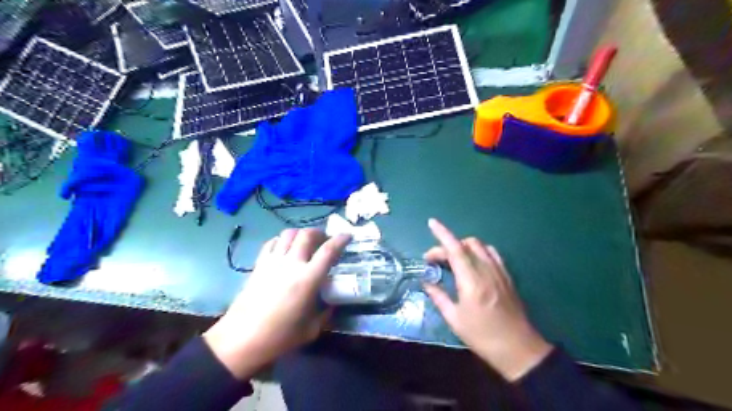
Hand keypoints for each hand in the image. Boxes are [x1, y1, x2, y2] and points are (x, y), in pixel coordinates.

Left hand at [203, 228, 350, 378]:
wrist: (242, 339)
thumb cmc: (280, 336)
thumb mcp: (311, 329)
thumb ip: (325, 313)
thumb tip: (332, 303)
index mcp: (308, 279)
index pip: (328, 250)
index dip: (340, 239)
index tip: (348, 235)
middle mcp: (291, 264)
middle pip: (307, 234)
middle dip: (320, 233)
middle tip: (325, 240)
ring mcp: (273, 261)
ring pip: (288, 234)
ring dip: (301, 234)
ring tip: (305, 243)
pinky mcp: (259, 264)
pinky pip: (272, 242)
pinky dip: (282, 240)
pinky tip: (285, 249)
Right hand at [421, 218, 550, 380]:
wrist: (518, 348)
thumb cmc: (482, 336)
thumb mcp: (454, 319)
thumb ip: (438, 296)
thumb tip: (426, 281)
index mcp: (471, 281)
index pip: (455, 249)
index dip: (442, 234)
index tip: (431, 223)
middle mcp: (486, 270)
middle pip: (466, 244)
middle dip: (447, 246)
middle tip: (435, 261)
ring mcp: (499, 271)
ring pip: (480, 246)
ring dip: (463, 246)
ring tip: (453, 260)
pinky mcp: (507, 276)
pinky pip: (492, 253)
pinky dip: (479, 251)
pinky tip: (473, 262)